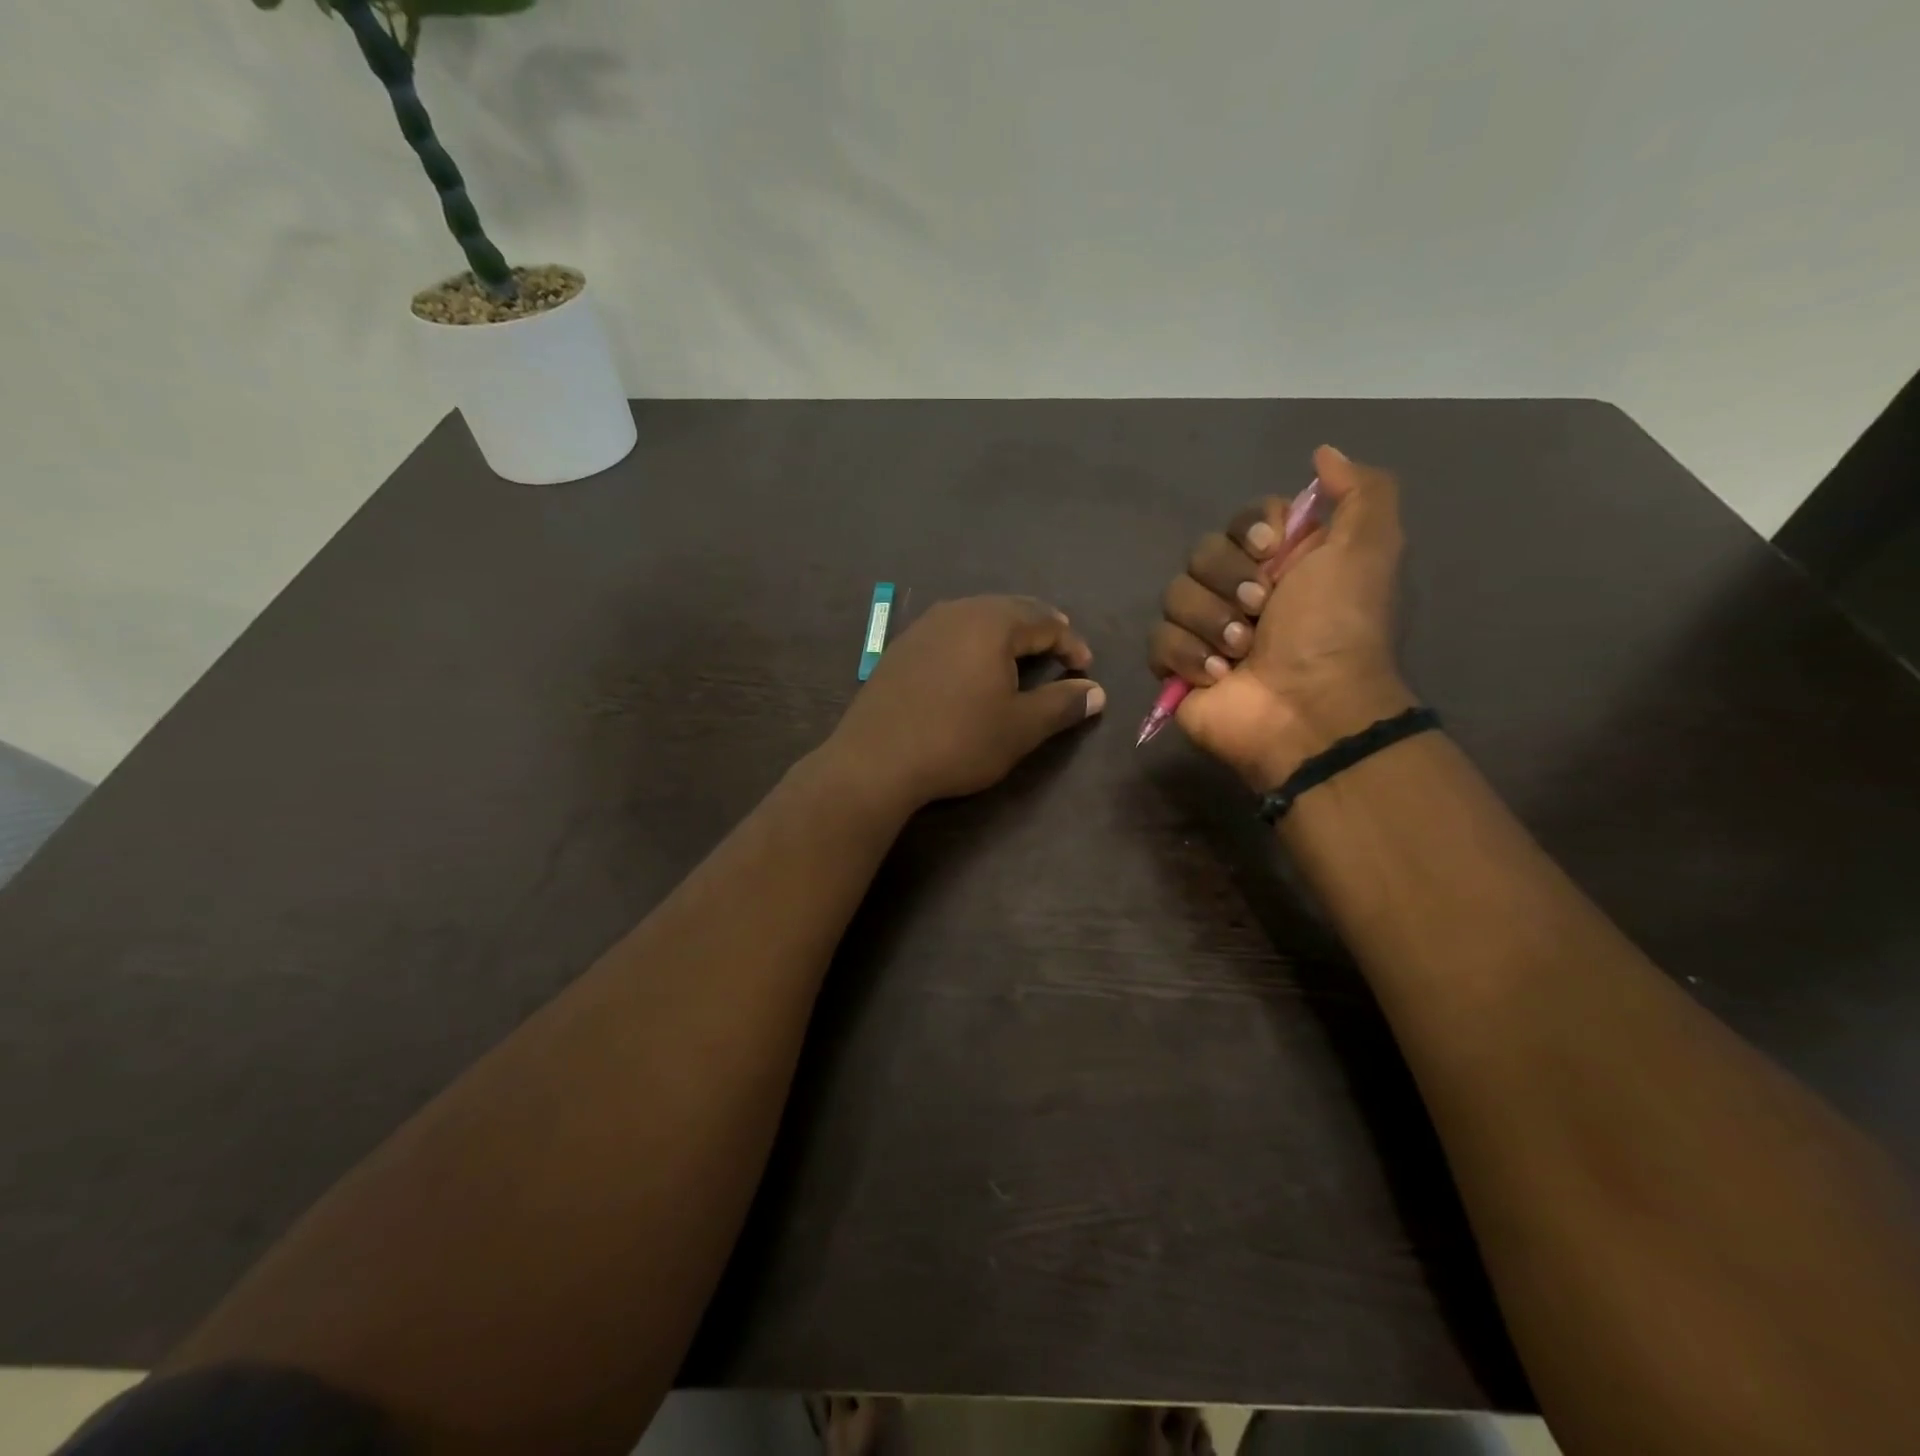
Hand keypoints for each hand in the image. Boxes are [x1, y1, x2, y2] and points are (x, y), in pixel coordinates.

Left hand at [830, 595, 1104, 808]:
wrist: (875, 760)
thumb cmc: (958, 740)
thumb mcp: (1020, 727)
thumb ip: (1062, 704)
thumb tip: (1097, 692)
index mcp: (992, 623)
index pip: (1046, 621)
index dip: (1072, 644)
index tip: (1085, 670)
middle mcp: (957, 612)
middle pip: (1011, 609)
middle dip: (1041, 629)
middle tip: (1059, 652)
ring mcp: (924, 627)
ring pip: (978, 617)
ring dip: (1006, 634)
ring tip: (1021, 657)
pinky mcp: (901, 648)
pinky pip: (951, 632)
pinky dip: (974, 643)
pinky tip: (973, 667)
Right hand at [1148, 444, 1413, 788]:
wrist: (1307, 708)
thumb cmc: (1336, 628)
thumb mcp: (1368, 548)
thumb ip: (1360, 491)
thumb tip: (1324, 454)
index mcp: (1281, 563)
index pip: (1241, 521)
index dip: (1248, 531)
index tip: (1269, 551)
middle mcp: (1241, 592)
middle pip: (1201, 554)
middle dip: (1229, 581)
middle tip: (1260, 611)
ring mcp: (1205, 631)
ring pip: (1175, 595)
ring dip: (1211, 622)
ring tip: (1242, 652)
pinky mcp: (1178, 668)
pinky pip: (1158, 640)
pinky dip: (1188, 656)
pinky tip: (1218, 676)